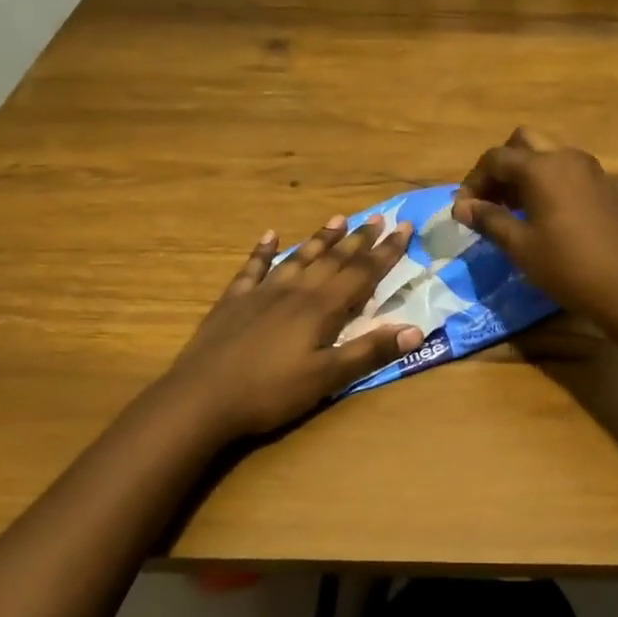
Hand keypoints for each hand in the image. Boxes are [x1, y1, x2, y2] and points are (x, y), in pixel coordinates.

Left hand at [161, 213, 423, 440]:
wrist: (201, 398)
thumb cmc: (270, 392)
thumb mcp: (327, 378)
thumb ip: (369, 352)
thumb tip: (415, 330)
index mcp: (321, 308)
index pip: (362, 273)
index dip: (385, 252)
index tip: (404, 228)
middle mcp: (295, 290)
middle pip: (333, 259)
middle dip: (359, 239)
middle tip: (378, 218)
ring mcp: (262, 292)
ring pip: (299, 257)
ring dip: (321, 239)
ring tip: (338, 218)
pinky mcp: (234, 300)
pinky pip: (253, 267)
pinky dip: (264, 250)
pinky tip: (270, 235)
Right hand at [451, 127, 617, 320]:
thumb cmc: (567, 266)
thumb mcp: (520, 246)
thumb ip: (488, 219)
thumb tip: (463, 207)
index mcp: (541, 167)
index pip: (495, 159)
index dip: (473, 181)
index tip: (463, 210)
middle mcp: (566, 157)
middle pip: (522, 143)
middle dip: (500, 167)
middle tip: (489, 200)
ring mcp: (589, 169)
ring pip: (546, 154)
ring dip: (524, 173)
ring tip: (511, 210)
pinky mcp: (604, 185)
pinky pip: (566, 170)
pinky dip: (546, 181)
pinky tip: (542, 214)